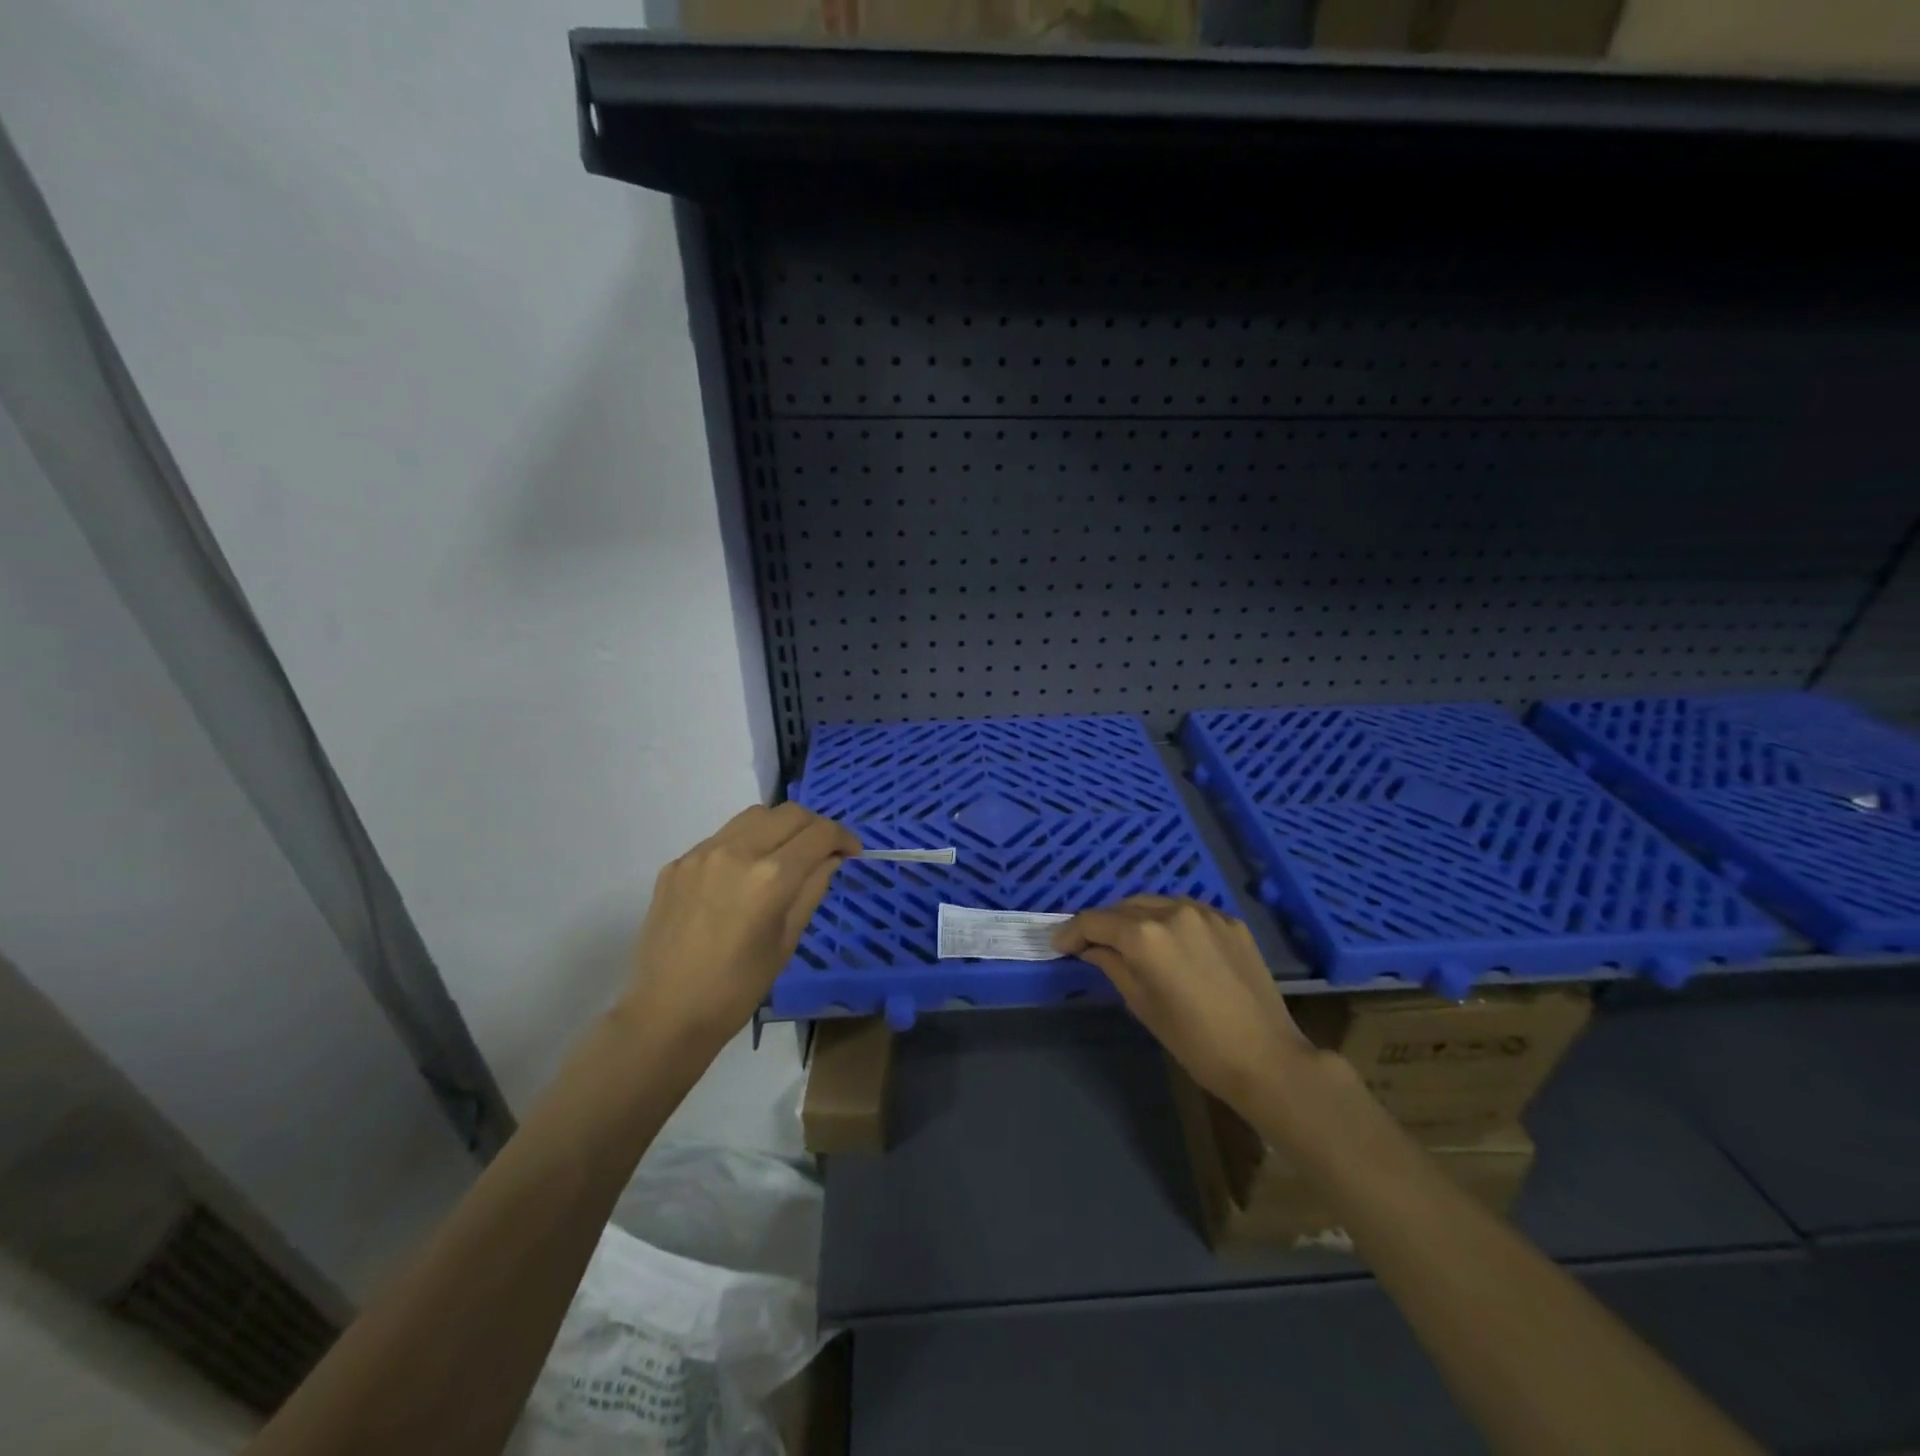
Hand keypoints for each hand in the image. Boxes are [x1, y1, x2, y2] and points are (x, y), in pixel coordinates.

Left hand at [624, 804, 860, 1051]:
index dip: (843, 837)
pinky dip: (744, 844)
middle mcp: (736, 852)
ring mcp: (701, 854)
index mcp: (770, 878)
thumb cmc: (737, 989)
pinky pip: (721, 838)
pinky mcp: (677, 863)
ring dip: (779, 827)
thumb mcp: (787, 940)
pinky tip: (743, 876)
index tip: (851, 851)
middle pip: (789, 813)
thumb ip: (812, 889)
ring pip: (754, 816)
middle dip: (815, 826)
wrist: (666, 1013)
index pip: (819, 834)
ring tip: (785, 854)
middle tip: (823, 850)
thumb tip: (830, 858)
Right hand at [1054, 896, 1314, 1110]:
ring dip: (1136, 917)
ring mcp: (1205, 912)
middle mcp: (1173, 911)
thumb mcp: (1142, 1004)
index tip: (1059, 945)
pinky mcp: (1230, 921)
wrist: (1265, 1056)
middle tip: (1091, 944)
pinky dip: (1169, 921)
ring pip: (1156, 903)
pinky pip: (1187, 911)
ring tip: (1128, 940)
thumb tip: (1090, 949)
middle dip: (1104, 923)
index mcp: (1145, 935)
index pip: (1096, 921)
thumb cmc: (1194, 1041)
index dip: (1072, 931)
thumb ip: (1112, 966)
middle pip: (1124, 906)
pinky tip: (1170, 943)